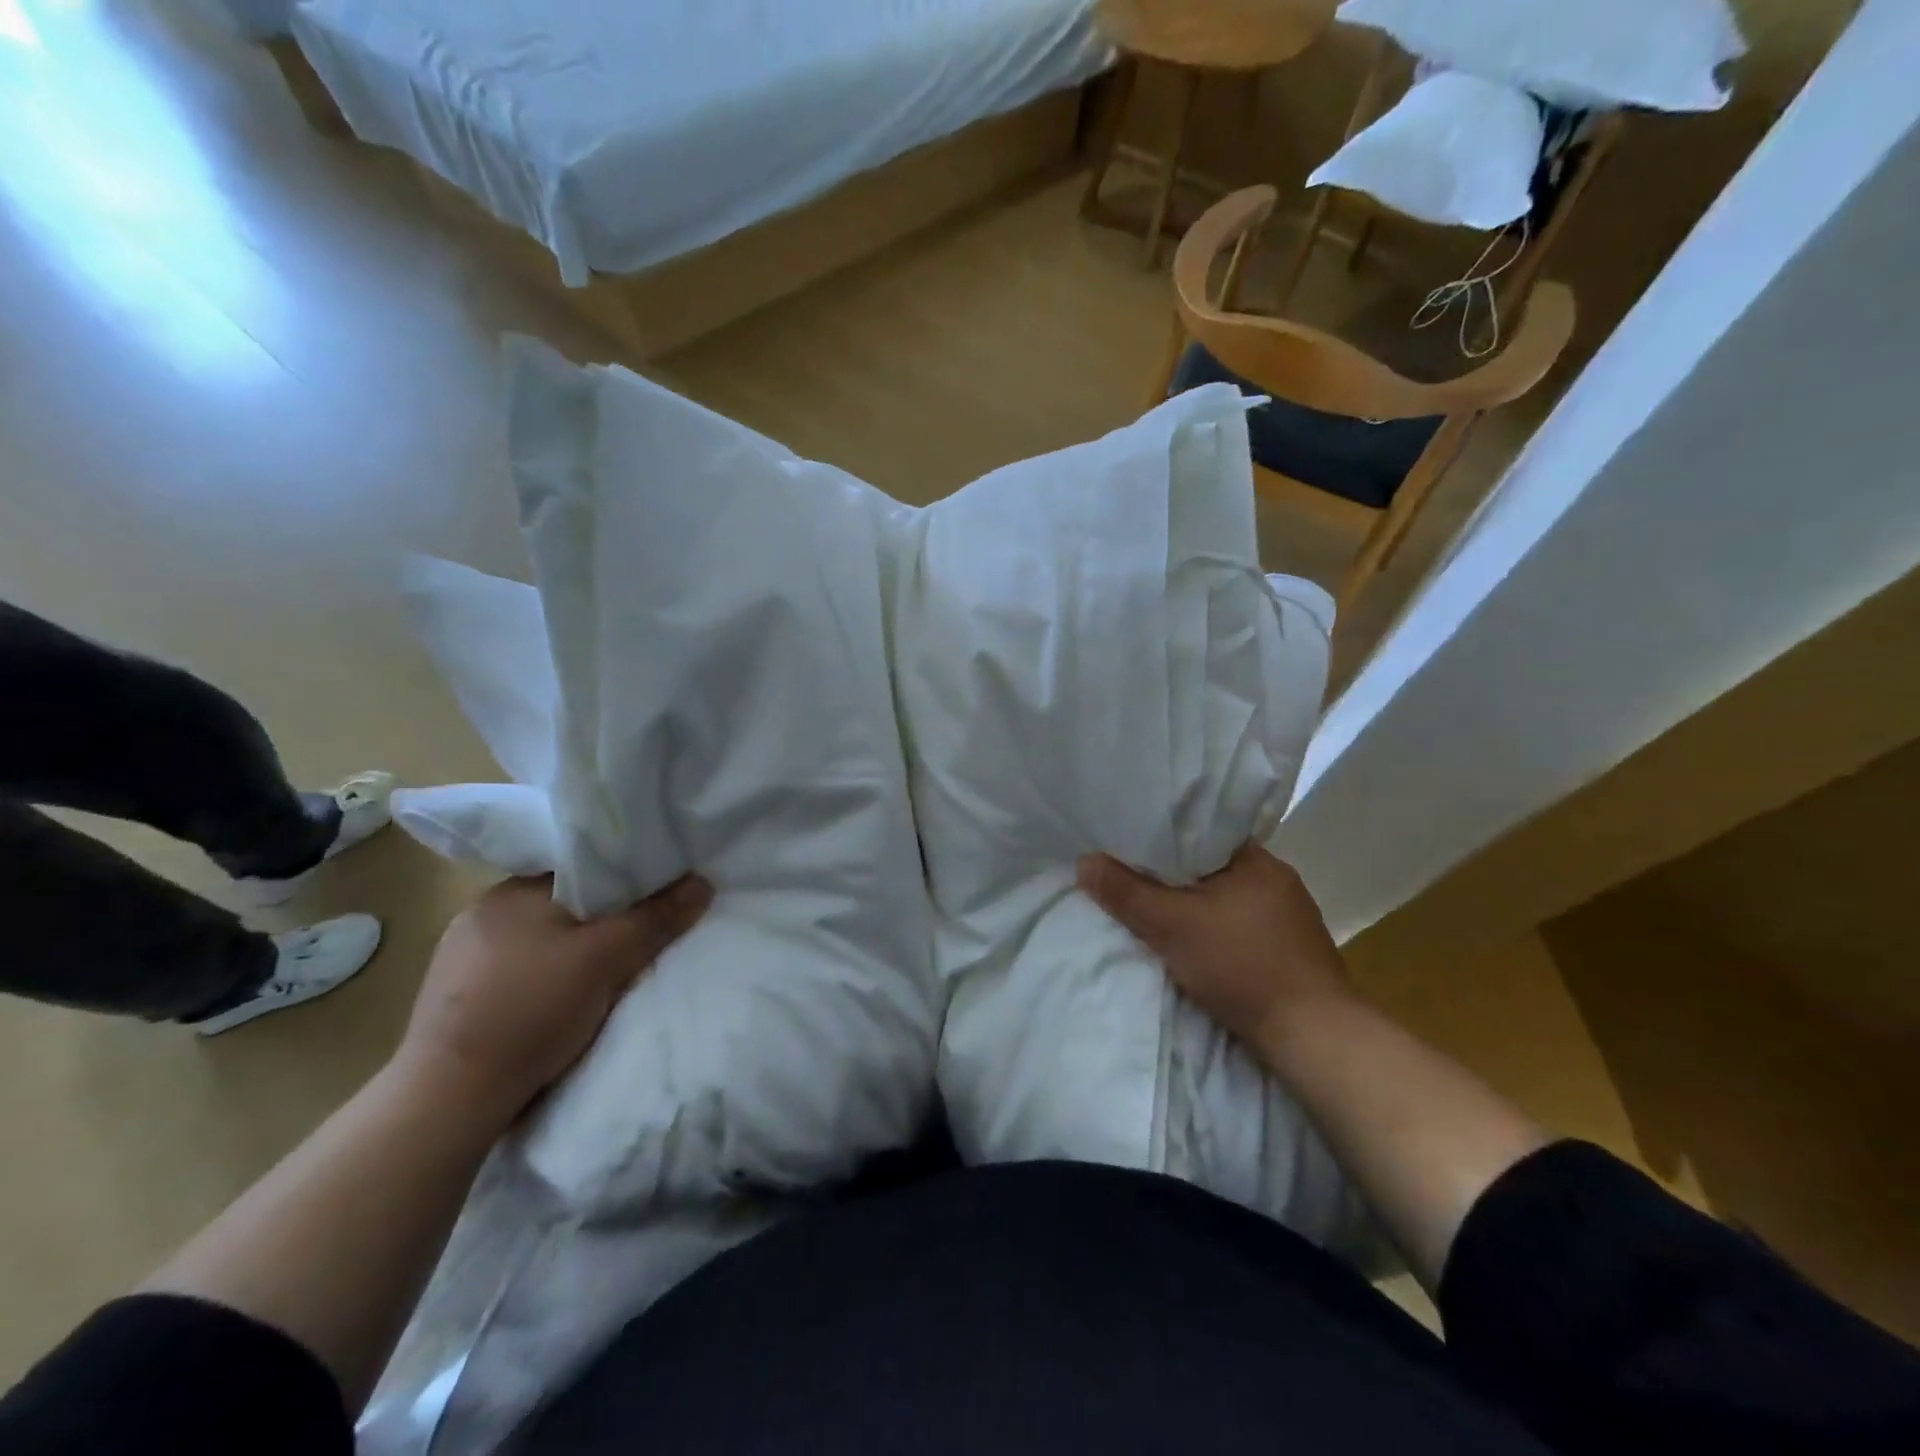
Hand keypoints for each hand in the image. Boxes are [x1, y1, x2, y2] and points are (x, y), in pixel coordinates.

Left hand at [396, 874, 712, 1120]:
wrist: (449, 1099)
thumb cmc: (530, 1010)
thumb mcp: (606, 959)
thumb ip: (655, 918)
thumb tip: (703, 882)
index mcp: (511, 891)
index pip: (581, 870)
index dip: (623, 881)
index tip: (654, 899)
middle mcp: (481, 913)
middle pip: (563, 905)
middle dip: (600, 921)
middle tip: (636, 942)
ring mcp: (461, 958)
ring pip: (540, 940)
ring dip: (570, 952)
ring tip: (601, 977)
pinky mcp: (455, 997)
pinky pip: (517, 970)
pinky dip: (544, 978)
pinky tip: (557, 1003)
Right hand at [1077, 844, 1352, 1046]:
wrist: (1314, 1037)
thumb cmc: (1242, 966)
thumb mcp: (1172, 926)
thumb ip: (1127, 893)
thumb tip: (1085, 861)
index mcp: (1257, 860)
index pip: (1200, 833)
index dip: (1162, 837)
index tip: (1129, 843)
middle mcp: (1277, 879)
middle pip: (1210, 867)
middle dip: (1174, 875)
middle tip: (1132, 876)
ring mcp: (1289, 916)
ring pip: (1225, 898)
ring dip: (1195, 905)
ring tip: (1156, 907)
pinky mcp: (1291, 950)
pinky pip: (1240, 924)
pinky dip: (1214, 928)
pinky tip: (1194, 941)